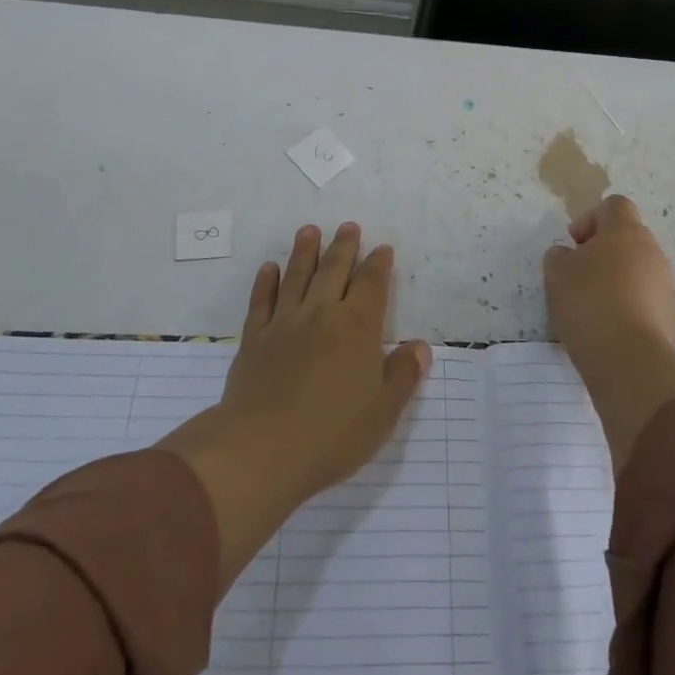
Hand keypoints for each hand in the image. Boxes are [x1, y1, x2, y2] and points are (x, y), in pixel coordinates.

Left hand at [163, 224, 431, 585]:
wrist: (263, 448)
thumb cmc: (333, 432)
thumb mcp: (383, 410)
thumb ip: (403, 374)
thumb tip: (420, 347)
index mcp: (357, 327)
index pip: (372, 284)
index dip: (378, 264)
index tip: (382, 248)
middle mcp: (322, 313)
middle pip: (334, 270)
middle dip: (344, 246)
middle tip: (348, 226)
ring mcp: (285, 323)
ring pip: (297, 276)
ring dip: (304, 251)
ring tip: (309, 230)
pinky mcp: (255, 339)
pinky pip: (262, 301)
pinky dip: (266, 282)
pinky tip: (270, 269)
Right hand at [544, 195, 674, 470]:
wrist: (630, 360)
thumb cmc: (588, 302)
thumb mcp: (556, 273)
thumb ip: (559, 256)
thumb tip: (569, 256)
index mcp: (626, 231)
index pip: (614, 205)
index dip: (591, 218)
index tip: (574, 243)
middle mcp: (652, 251)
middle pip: (628, 238)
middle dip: (603, 251)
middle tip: (579, 275)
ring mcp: (666, 284)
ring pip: (639, 270)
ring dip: (618, 280)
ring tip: (593, 306)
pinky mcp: (672, 317)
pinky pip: (647, 300)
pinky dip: (630, 306)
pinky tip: (610, 328)